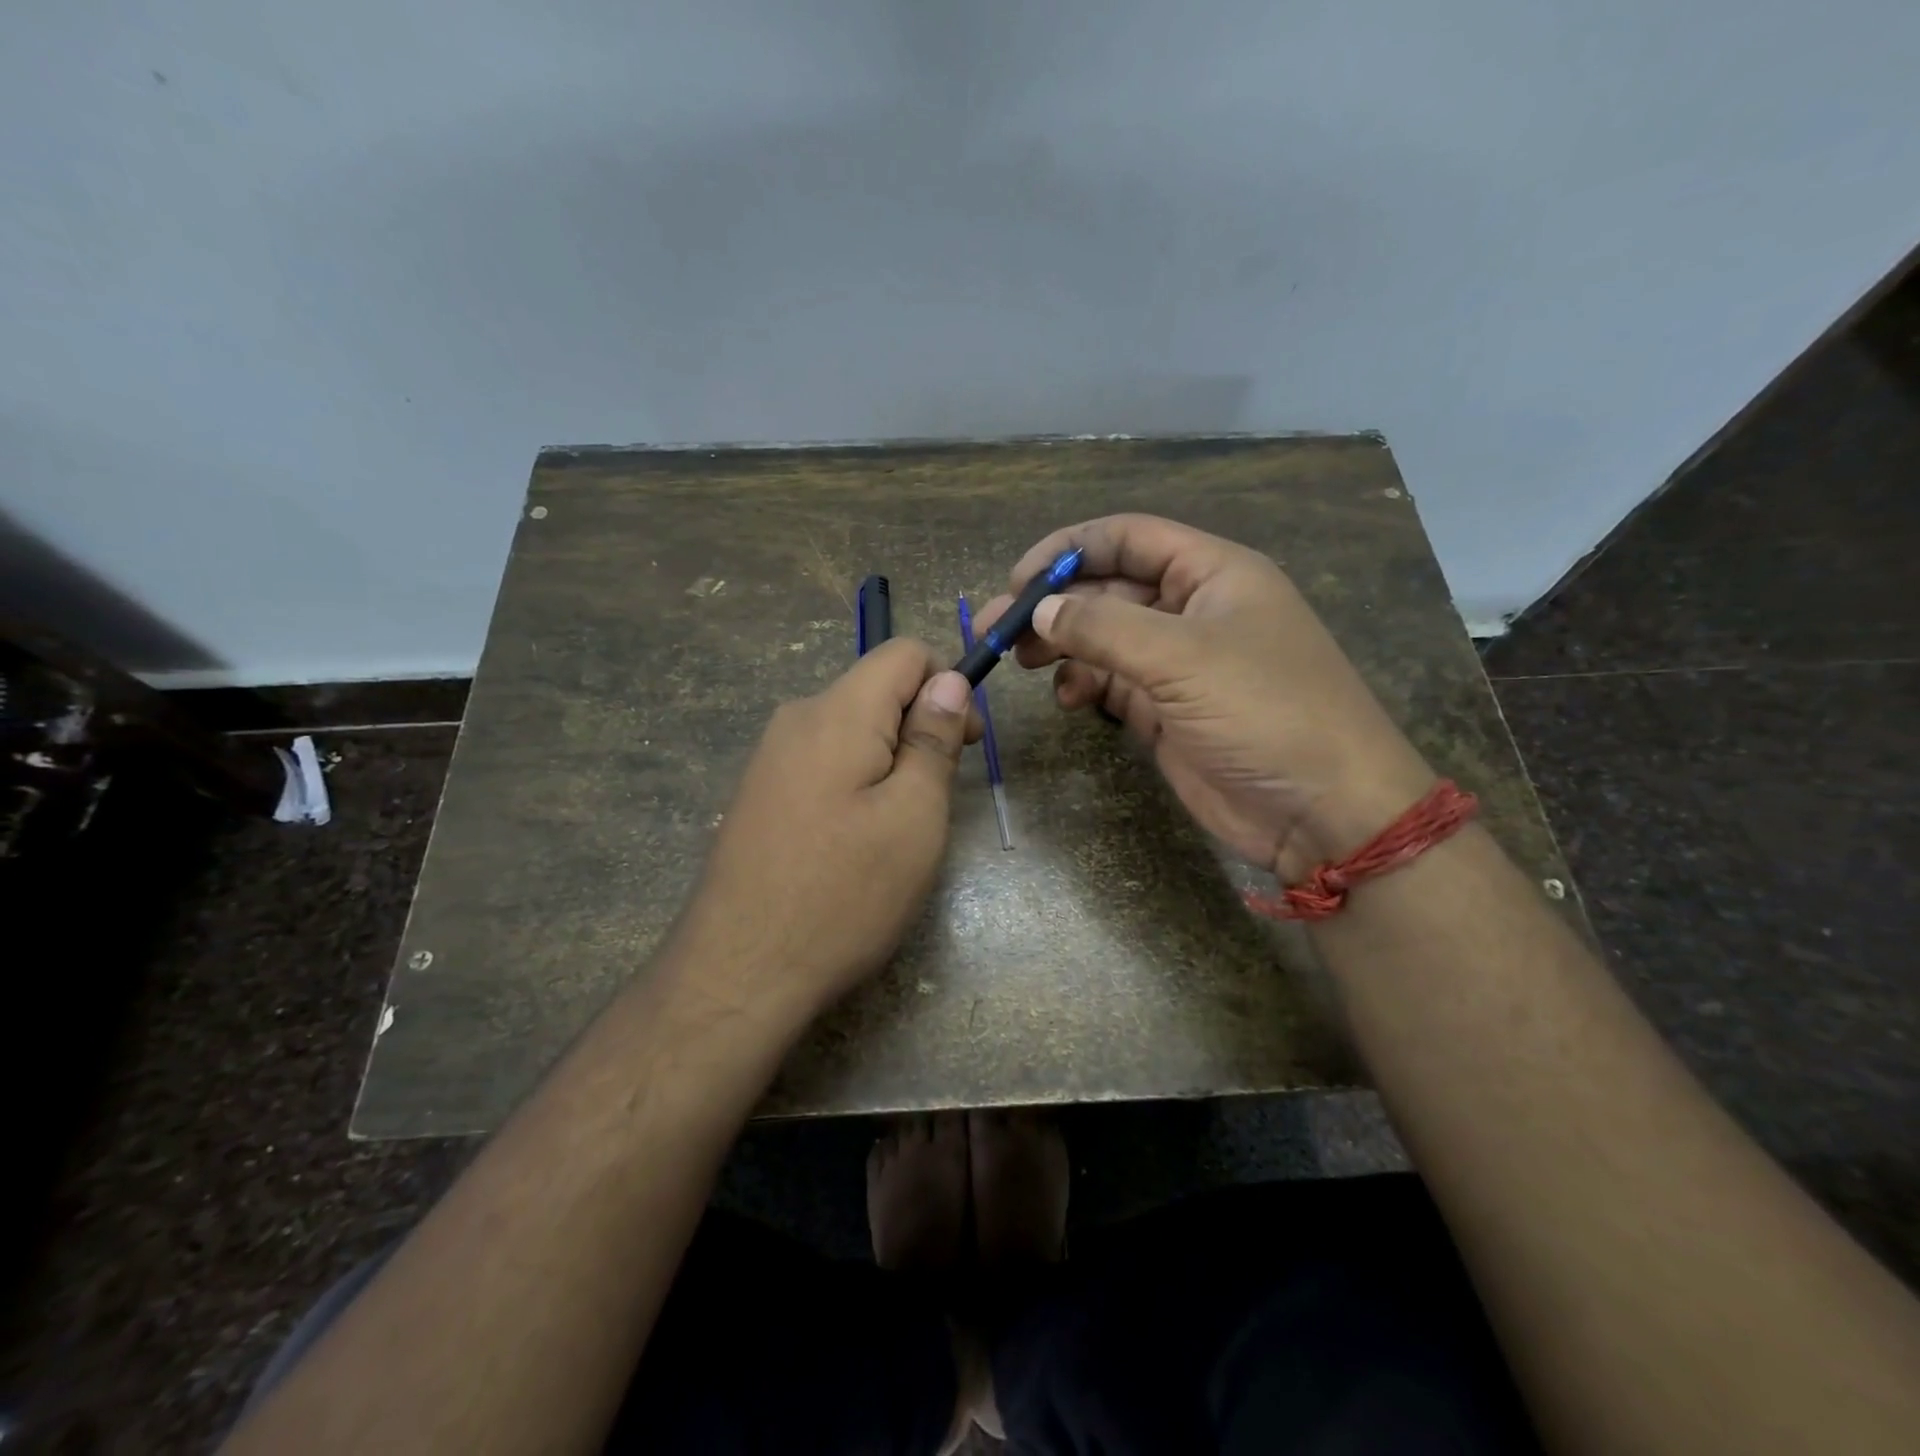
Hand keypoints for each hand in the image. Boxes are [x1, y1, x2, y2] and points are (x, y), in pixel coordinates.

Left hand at [669, 639, 979, 1030]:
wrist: (737, 973)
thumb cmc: (843, 894)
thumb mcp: (914, 817)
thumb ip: (933, 739)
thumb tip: (948, 681)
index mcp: (836, 712)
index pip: (904, 653)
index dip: (947, 685)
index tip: (964, 744)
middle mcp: (796, 719)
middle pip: (876, 691)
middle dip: (919, 729)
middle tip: (935, 801)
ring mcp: (769, 758)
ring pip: (851, 731)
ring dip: (888, 762)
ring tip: (895, 832)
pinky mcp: (758, 794)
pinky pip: (822, 764)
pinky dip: (855, 784)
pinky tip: (853, 844)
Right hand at [978, 514, 1433, 880]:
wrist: (1322, 811)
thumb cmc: (1265, 712)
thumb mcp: (1183, 658)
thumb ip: (1103, 628)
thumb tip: (1038, 610)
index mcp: (1212, 573)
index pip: (1128, 538)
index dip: (1069, 549)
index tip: (1017, 579)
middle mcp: (1193, 610)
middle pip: (1108, 590)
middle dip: (1053, 605)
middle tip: (997, 631)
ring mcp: (1179, 663)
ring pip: (1104, 639)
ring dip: (1062, 646)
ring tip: (1021, 662)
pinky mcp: (1166, 711)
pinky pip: (1112, 684)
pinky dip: (1084, 686)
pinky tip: (1068, 699)